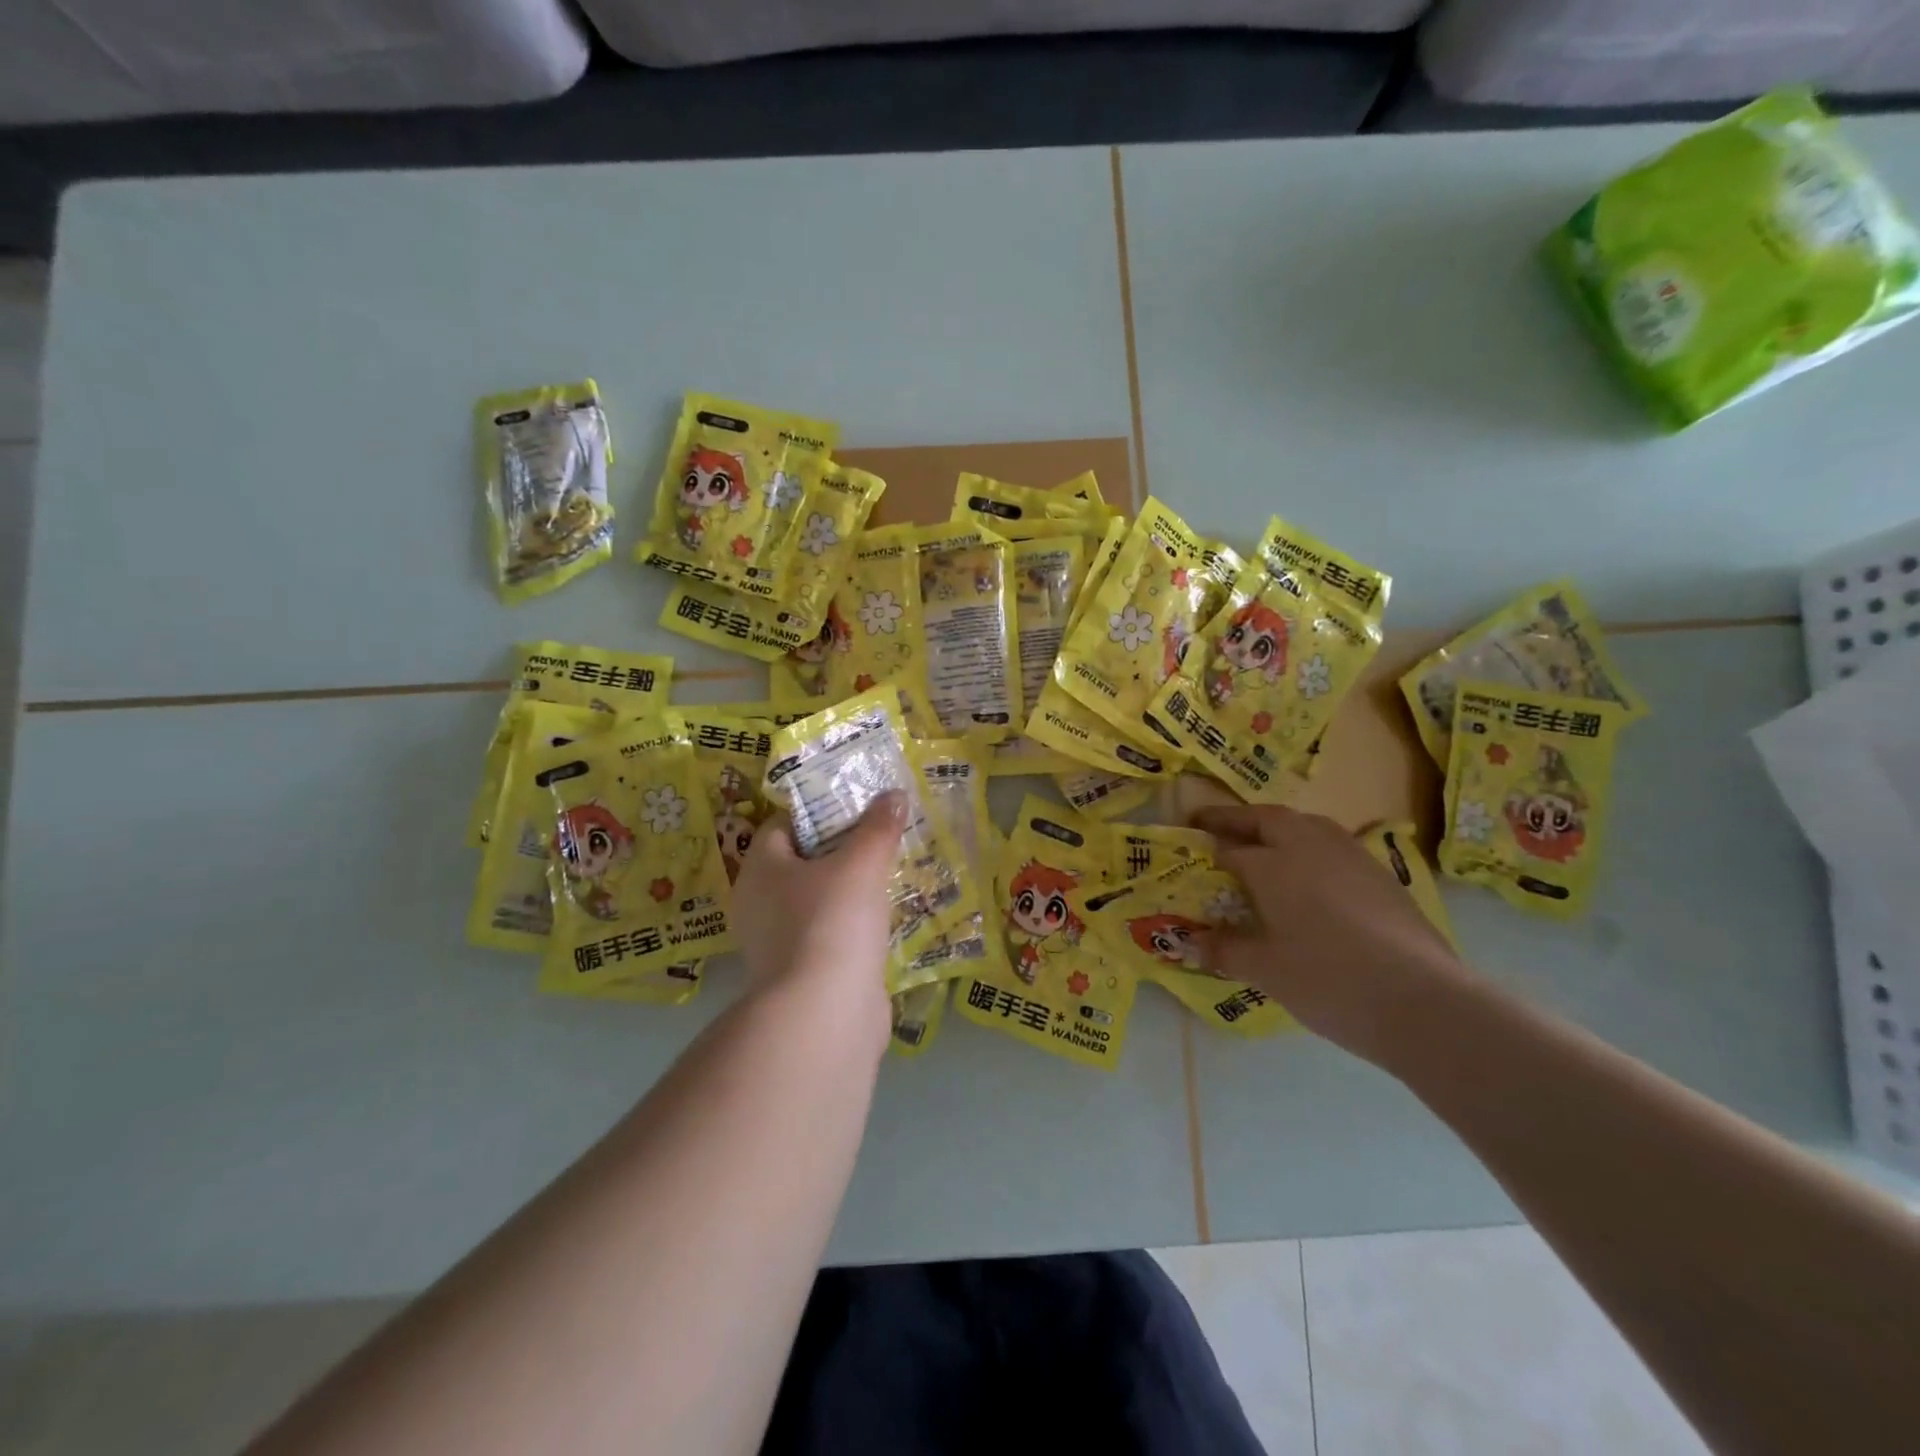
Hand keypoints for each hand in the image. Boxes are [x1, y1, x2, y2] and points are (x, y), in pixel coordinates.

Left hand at [730, 793, 904, 1056]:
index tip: (859, 807)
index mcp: (760, 869)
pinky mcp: (803, 974)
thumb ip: (878, 826)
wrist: (825, 1015)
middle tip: (882, 837)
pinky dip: (854, 926)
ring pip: (818, 901)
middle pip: (803, 862)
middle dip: (843, 849)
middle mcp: (759, 904)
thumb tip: (893, 794)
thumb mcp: (862, 864)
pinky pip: (830, 935)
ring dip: (851, 890)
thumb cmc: (832, 922)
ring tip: (892, 874)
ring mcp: (778, 944)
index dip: (820, 811)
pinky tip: (886, 920)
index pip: (783, 824)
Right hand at [1191, 804, 1476, 1066]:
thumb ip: (1226, 950)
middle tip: (1214, 825)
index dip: (1208, 849)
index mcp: (1273, 864)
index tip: (1189, 852)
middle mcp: (1309, 847)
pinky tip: (1312, 875)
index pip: (1231, 849)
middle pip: (1267, 818)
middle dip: (1238, 819)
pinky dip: (1311, 846)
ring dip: (1279, 826)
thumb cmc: (1328, 980)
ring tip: (1264, 842)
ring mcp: (1351, 857)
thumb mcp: (1266, 970)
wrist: (1421, 999)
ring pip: (1307, 824)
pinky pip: (1334, 845)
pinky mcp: (1381, 875)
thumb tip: (1190, 943)